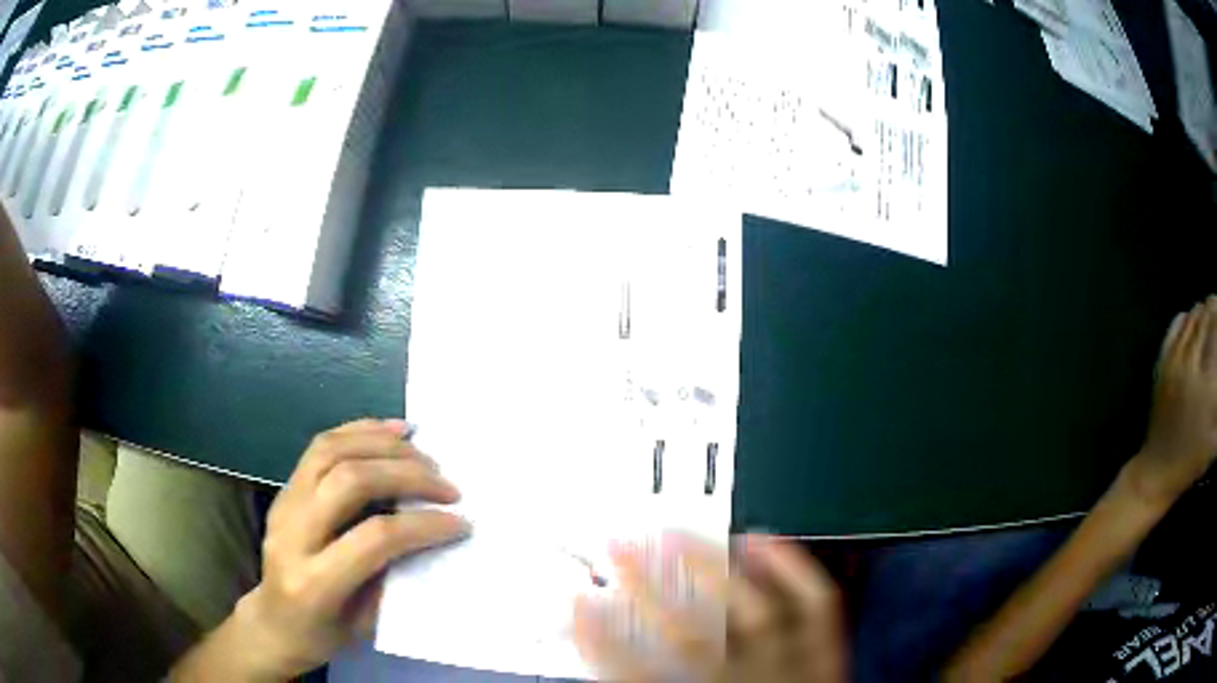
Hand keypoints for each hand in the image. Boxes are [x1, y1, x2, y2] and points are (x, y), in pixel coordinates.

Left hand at [233, 419, 467, 678]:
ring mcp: (283, 504)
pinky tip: (392, 431)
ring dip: (384, 445)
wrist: (274, 622)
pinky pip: (321, 446)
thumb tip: (433, 536)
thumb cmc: (324, 634)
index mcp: (313, 582)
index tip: (459, 523)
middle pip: (349, 482)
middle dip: (406, 476)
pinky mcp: (285, 488)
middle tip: (447, 486)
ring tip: (423, 453)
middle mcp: (291, 534)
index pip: (373, 539)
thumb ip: (394, 579)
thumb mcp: (367, 624)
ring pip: (331, 451)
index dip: (421, 525)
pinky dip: (360, 431)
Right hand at [574, 534, 845, 682]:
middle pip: (691, 638)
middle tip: (619, 548)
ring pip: (752, 613)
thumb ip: (642, 682)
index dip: (600, 638)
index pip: (639, 676)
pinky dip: (790, 568)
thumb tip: (605, 657)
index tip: (577, 602)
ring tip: (677, 536)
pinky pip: (815, 605)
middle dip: (648, 590)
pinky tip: (760, 540)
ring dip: (711, 570)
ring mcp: (791, 667)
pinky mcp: (825, 654)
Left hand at [1131, 298, 1216, 504]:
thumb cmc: (1193, 458)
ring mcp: (1175, 358)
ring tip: (1212, 315)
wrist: (1157, 471)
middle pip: (1207, 313)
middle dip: (1216, 308)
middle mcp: (1192, 362)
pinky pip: (1178, 322)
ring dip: (1205, 310)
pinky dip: (1190, 316)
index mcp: (1207, 382)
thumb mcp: (1215, 437)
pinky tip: (1197, 323)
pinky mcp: (1162, 360)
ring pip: (1194, 314)